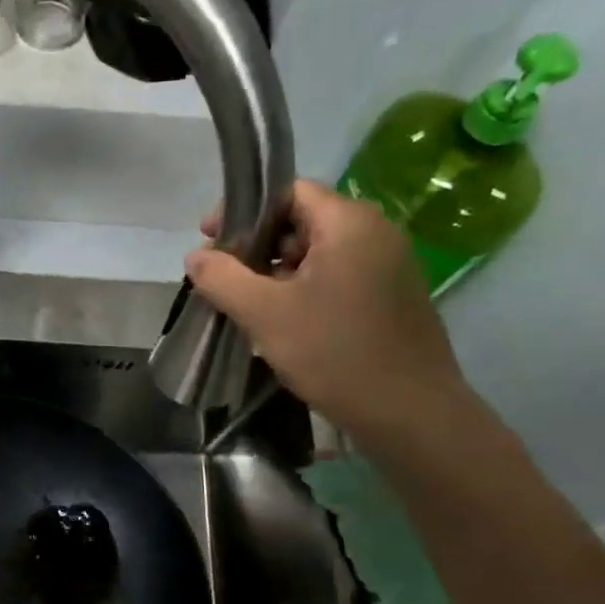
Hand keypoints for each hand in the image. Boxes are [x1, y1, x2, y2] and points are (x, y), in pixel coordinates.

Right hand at [187, 179, 468, 445]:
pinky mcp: (390, 295)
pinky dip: (302, 288)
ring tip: (247, 304)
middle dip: (257, 244)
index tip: (210, 240)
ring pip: (318, 251)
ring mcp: (388, 265)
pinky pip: (336, 275)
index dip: (243, 210)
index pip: (288, 191)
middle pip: (302, 219)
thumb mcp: (264, 314)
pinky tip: (282, 321)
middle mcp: (375, 232)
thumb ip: (222, 278)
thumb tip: (195, 256)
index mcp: (349, 223)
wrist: (409, 412)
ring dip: (276, 270)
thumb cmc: (334, 353)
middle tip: (224, 278)